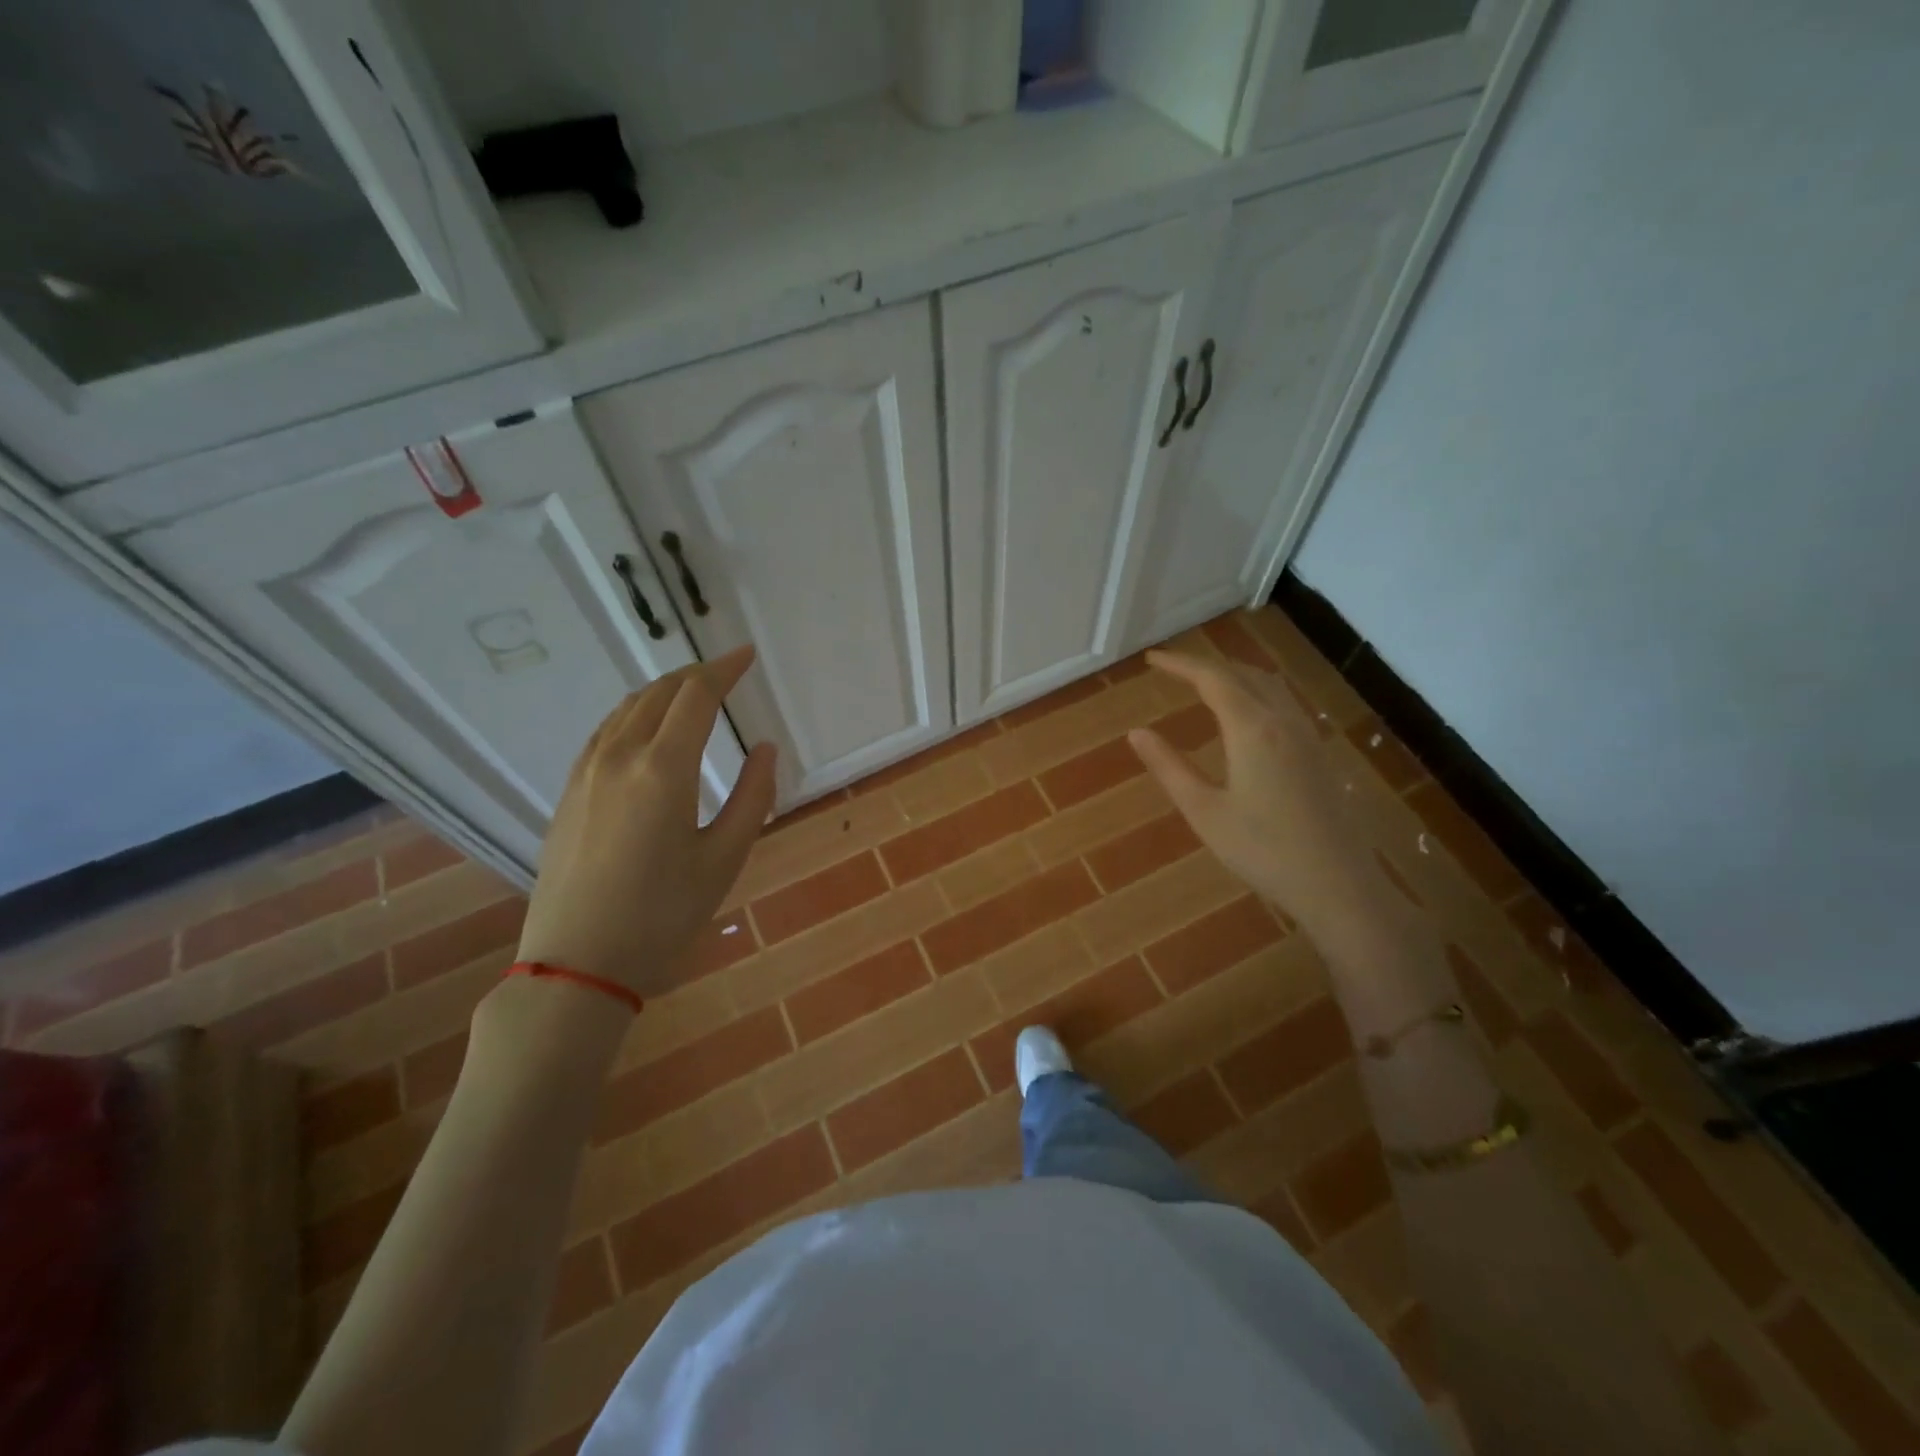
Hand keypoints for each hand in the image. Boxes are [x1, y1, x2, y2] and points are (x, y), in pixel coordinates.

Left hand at [515, 646, 777, 1001]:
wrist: (578, 961)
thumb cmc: (663, 914)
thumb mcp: (725, 858)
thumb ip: (753, 796)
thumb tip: (765, 749)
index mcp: (663, 768)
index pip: (696, 696)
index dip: (725, 669)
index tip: (747, 655)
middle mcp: (619, 756)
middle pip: (659, 693)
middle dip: (696, 675)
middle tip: (727, 672)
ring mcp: (586, 772)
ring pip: (627, 709)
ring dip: (664, 691)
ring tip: (692, 693)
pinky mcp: (569, 792)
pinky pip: (605, 731)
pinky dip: (635, 714)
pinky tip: (646, 728)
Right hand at [1128, 649, 1371, 939]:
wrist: (1339, 885)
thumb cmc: (1263, 851)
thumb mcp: (1204, 811)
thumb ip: (1169, 767)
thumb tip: (1136, 733)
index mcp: (1252, 728)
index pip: (1212, 678)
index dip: (1180, 664)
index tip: (1151, 659)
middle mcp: (1283, 721)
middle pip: (1243, 674)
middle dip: (1205, 665)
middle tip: (1172, 667)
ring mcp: (1307, 736)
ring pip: (1269, 685)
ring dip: (1234, 674)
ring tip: (1205, 682)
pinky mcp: (1320, 754)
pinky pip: (1285, 703)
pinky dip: (1256, 691)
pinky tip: (1247, 714)